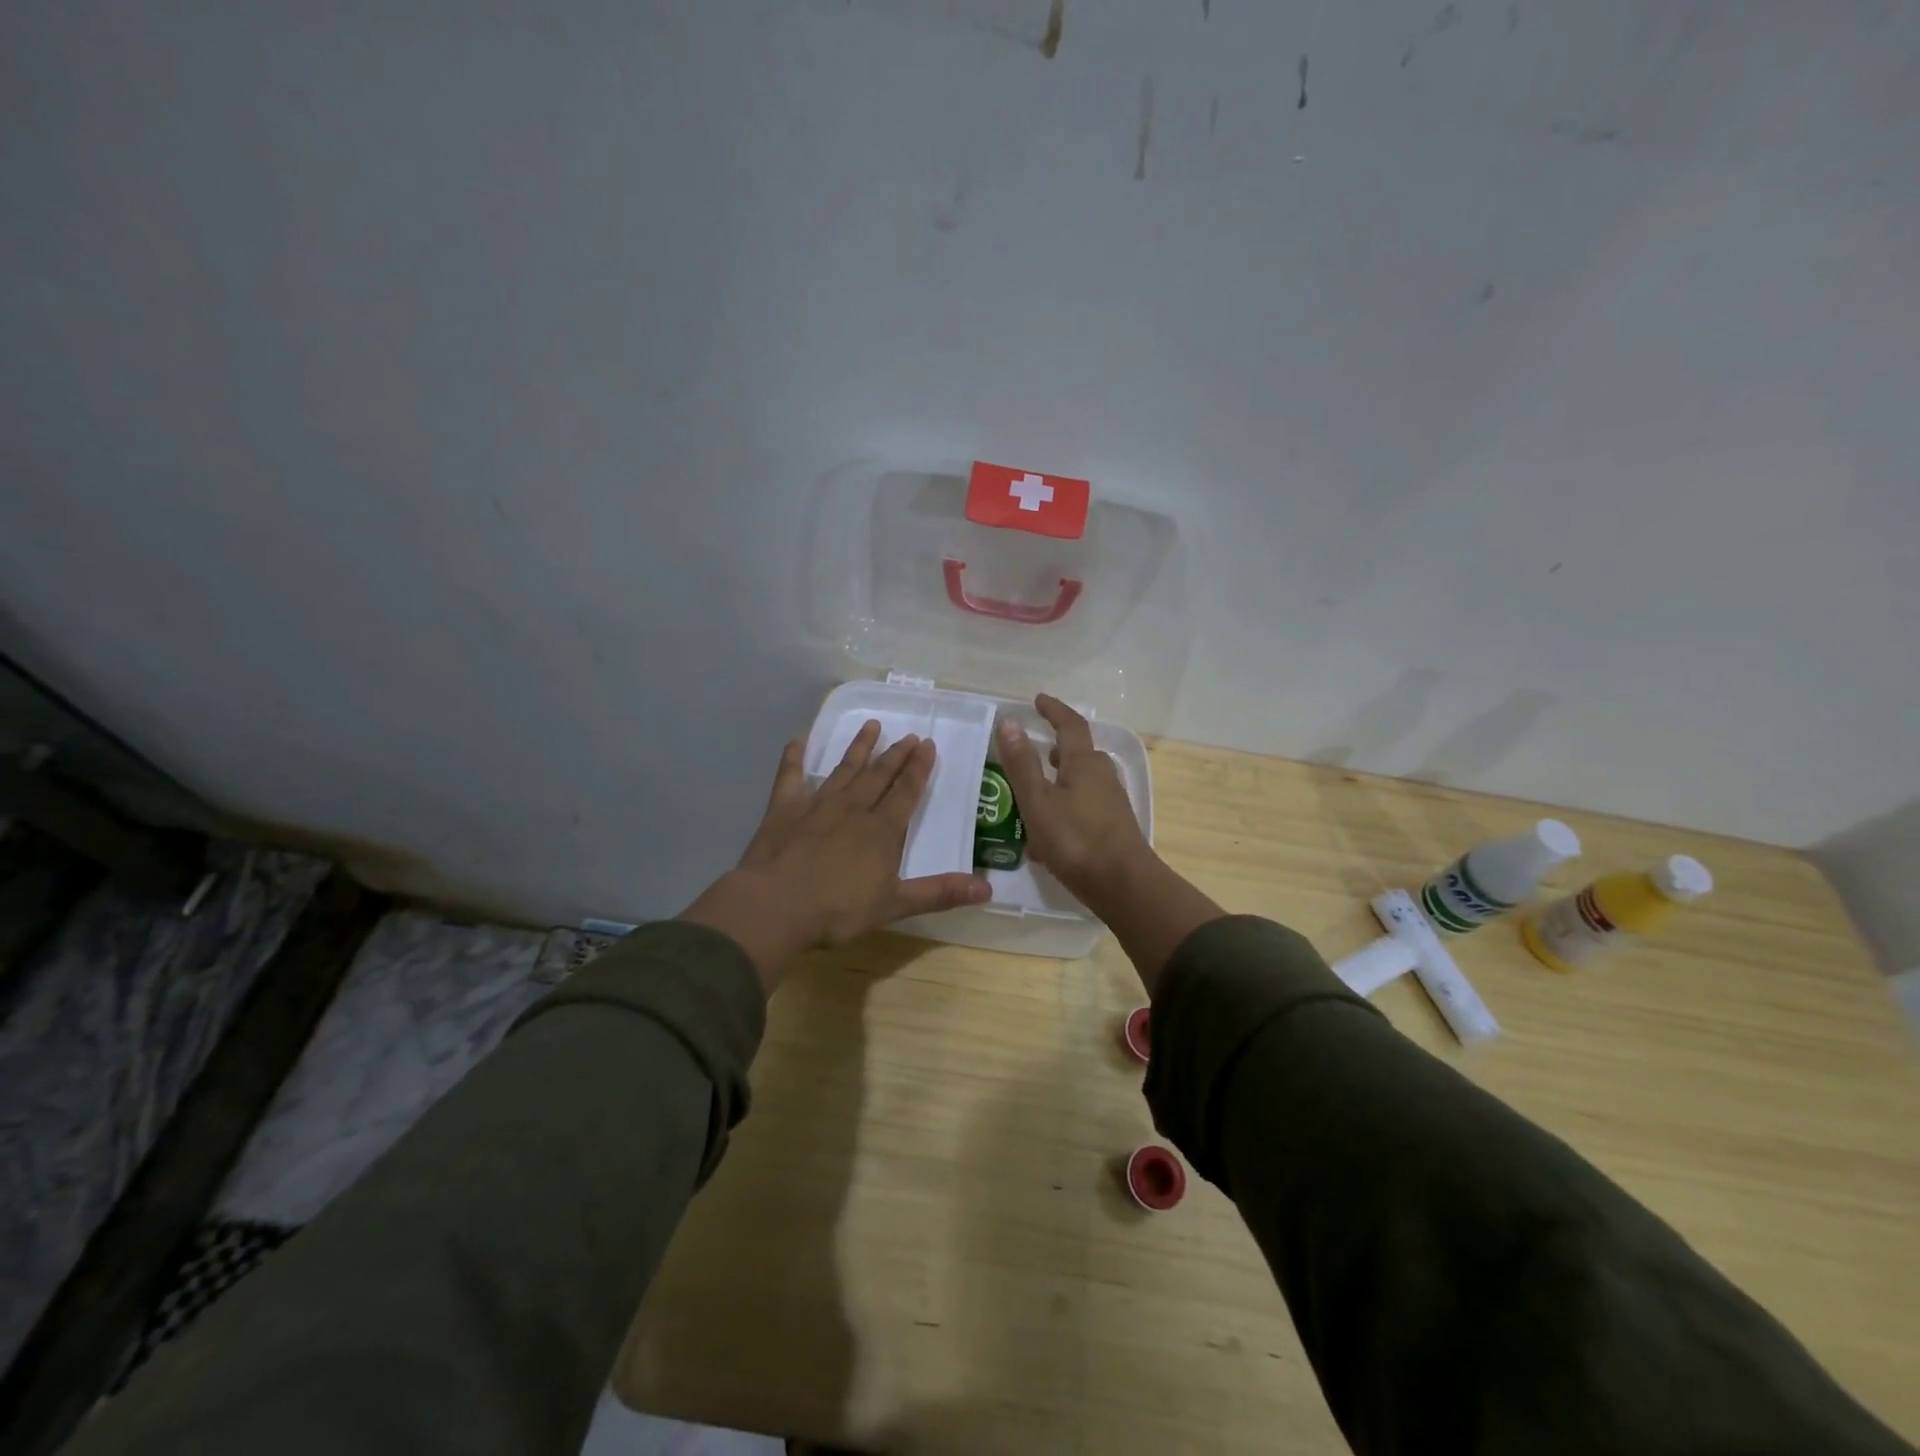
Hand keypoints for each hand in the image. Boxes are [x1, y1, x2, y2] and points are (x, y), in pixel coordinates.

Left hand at [679, 721, 990, 992]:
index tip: (928, 744)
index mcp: (882, 830)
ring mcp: (817, 805)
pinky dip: (794, 758)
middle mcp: (854, 809)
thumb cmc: (838, 910)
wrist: (776, 907)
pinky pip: (790, 776)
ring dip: (859, 747)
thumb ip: (939, 893)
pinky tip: (797, 739)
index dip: (919, 769)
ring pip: (844, 769)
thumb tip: (987, 888)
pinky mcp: (784, 809)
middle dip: (896, 755)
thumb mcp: (895, 905)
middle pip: (879, 775)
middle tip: (909, 735)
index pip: (906, 792)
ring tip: (871, 725)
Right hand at [998, 694, 1222, 992]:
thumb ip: (1022, 764)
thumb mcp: (1038, 802)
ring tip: (1034, 794)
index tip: (1037, 701)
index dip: (1053, 710)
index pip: (1070, 725)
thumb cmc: (1076, 840)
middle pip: (1079, 753)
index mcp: (1084, 763)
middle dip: (1056, 748)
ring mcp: (1111, 802)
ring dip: (1059, 781)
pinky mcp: (1113, 826)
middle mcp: (1102, 776)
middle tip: (1032, 752)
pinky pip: (1084, 805)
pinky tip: (1047, 835)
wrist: (1124, 886)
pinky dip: (1065, 807)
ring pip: (1081, 781)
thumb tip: (1009, 721)